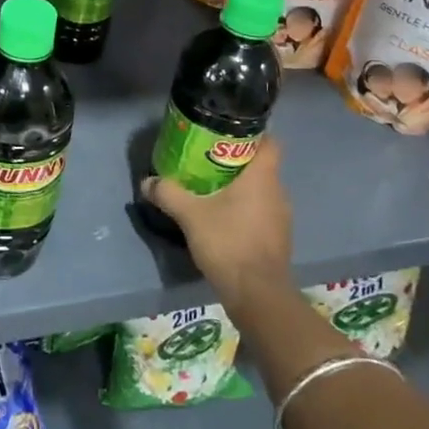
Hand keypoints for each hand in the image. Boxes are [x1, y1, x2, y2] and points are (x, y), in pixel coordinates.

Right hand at [143, 136, 292, 301]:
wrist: (256, 294)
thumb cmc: (228, 243)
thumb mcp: (189, 215)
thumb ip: (168, 193)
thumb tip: (147, 181)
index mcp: (262, 178)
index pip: (269, 142)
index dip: (251, 134)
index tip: (226, 134)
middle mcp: (278, 192)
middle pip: (261, 165)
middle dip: (236, 161)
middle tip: (207, 160)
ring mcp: (281, 217)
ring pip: (261, 190)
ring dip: (239, 187)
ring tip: (210, 188)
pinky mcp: (277, 238)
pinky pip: (261, 211)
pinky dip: (244, 209)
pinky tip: (222, 218)